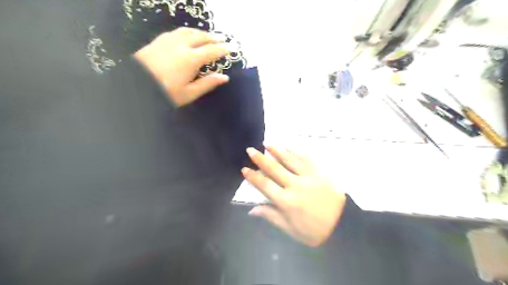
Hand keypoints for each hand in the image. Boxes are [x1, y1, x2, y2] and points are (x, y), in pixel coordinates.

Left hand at [133, 28, 231, 105]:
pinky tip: (188, 35)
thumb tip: (225, 77)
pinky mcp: (159, 40)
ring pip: (189, 31)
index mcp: (191, 59)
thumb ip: (208, 83)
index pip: (211, 51)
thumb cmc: (166, 92)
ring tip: (208, 35)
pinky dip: (187, 32)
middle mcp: (181, 45)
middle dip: (213, 38)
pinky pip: (177, 32)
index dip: (223, 49)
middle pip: (201, 37)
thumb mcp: (189, 93)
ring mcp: (168, 40)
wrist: (136, 86)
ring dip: (201, 32)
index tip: (232, 47)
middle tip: (222, 39)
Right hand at [241, 147, 344, 246]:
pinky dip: (295, 152)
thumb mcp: (291, 230)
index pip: (265, 185)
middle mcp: (295, 186)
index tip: (245, 169)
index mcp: (286, 202)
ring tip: (267, 144)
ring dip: (277, 151)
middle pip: (274, 169)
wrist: (344, 224)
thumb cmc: (315, 230)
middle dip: (260, 159)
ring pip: (289, 160)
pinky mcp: (320, 172)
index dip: (253, 177)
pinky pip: (306, 159)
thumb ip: (271, 217)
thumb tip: (252, 209)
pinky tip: (288, 147)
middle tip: (250, 150)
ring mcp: (308, 176)